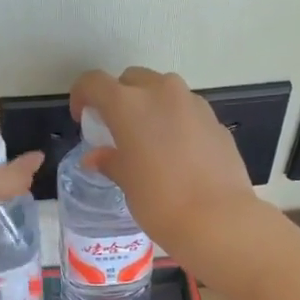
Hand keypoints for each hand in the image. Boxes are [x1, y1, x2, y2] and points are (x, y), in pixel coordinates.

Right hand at [68, 67, 263, 262]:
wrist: (218, 219)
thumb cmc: (160, 201)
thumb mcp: (127, 183)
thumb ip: (110, 161)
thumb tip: (97, 157)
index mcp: (129, 104)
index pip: (94, 83)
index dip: (82, 96)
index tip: (82, 117)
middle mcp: (162, 92)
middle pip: (132, 80)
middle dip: (120, 97)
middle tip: (116, 128)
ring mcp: (193, 104)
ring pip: (164, 91)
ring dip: (150, 106)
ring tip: (149, 139)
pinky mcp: (215, 121)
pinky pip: (187, 111)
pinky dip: (176, 122)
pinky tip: (178, 153)